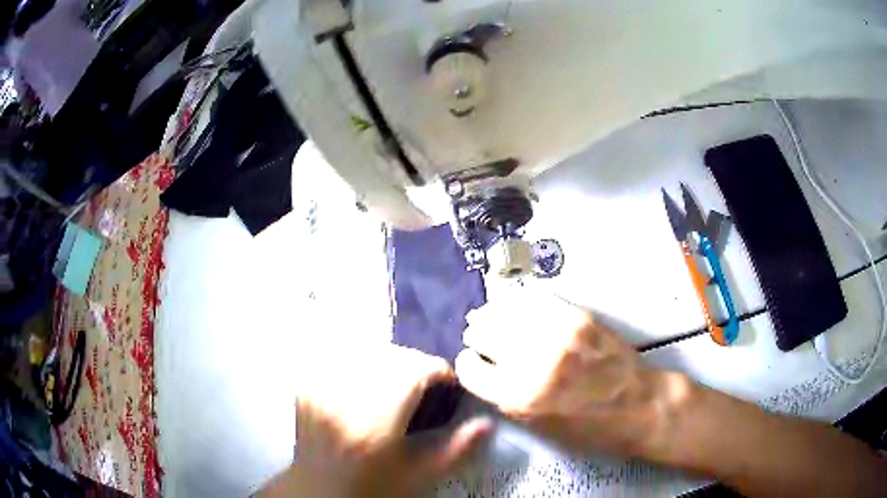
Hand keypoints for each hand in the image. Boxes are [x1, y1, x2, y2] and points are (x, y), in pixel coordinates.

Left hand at [260, 342, 491, 497]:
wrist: (321, 491)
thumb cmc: (373, 488)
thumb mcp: (420, 476)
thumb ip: (457, 449)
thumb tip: (487, 422)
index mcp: (374, 422)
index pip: (413, 371)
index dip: (437, 370)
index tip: (447, 382)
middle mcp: (343, 398)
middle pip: (390, 355)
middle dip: (415, 364)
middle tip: (425, 384)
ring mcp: (320, 389)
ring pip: (364, 350)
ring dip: (388, 360)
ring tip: (396, 381)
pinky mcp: (307, 387)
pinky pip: (340, 356)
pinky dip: (360, 360)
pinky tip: (366, 379)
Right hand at [455, 289, 689, 458]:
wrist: (639, 405)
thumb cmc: (589, 429)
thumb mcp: (538, 427)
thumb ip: (507, 398)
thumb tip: (486, 369)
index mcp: (517, 398)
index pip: (468, 369)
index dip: (467, 363)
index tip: (473, 361)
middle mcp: (530, 362)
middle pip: (482, 332)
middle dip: (477, 335)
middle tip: (481, 336)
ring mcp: (555, 334)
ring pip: (504, 310)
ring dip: (493, 314)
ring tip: (493, 317)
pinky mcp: (576, 316)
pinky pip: (534, 300)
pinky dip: (519, 303)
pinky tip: (517, 306)